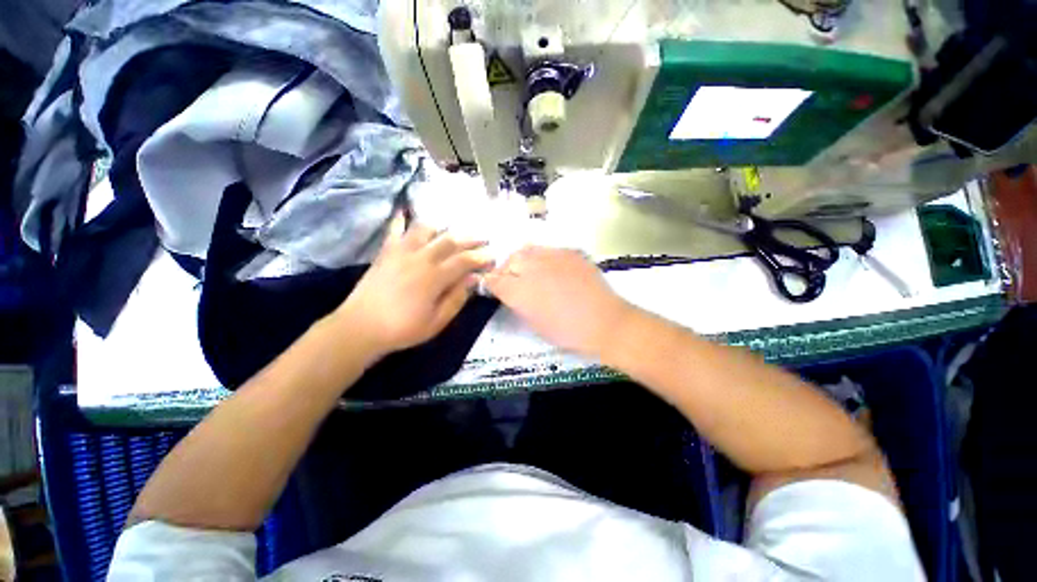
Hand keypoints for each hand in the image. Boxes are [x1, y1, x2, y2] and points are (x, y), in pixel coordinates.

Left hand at [332, 214, 492, 357]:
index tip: (493, 256)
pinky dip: (401, 219)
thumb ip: (457, 298)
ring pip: (425, 229)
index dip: (481, 257)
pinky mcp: (386, 252)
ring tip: (452, 231)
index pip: (464, 261)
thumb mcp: (437, 321)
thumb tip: (473, 278)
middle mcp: (420, 258)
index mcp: (434, 277)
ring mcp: (401, 252)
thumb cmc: (402, 329)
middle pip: (449, 241)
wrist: (360, 327)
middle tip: (483, 239)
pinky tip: (405, 211)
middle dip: (470, 239)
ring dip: (442, 228)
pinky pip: (395, 230)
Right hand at [483, 247, 633, 357]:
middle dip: (507, 269)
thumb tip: (508, 291)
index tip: (492, 286)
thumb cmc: (567, 331)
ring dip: (524, 260)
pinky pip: (549, 250)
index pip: (494, 280)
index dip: (490, 283)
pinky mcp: (570, 252)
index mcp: (520, 291)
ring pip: (528, 250)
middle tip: (513, 280)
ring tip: (531, 271)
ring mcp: (552, 257)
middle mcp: (532, 268)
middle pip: (510, 260)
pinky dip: (543, 258)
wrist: (604, 322)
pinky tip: (552, 269)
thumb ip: (516, 302)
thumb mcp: (534, 322)